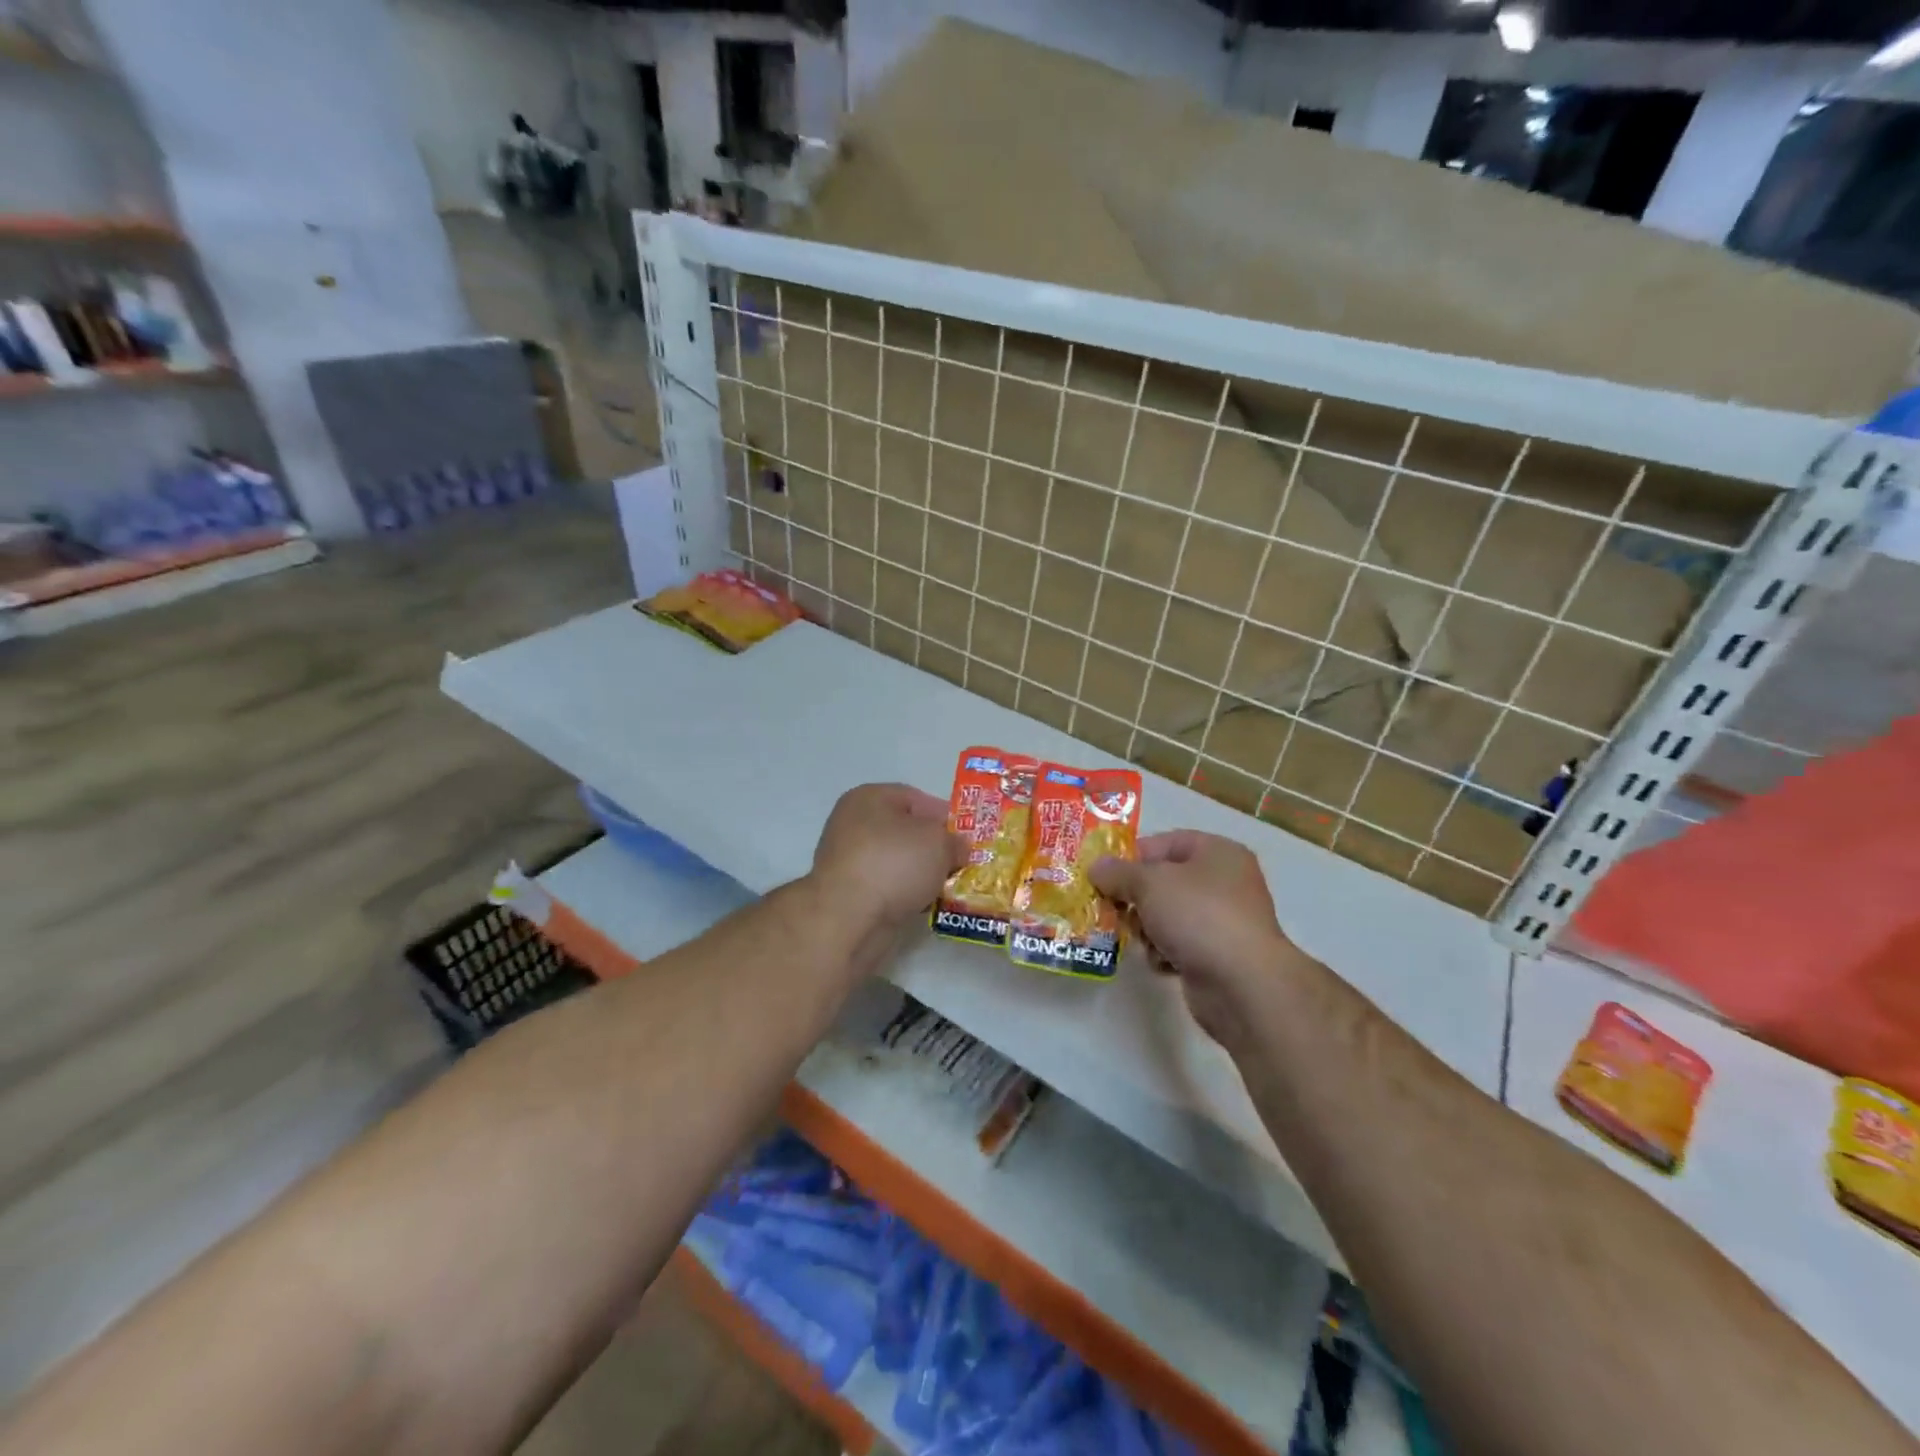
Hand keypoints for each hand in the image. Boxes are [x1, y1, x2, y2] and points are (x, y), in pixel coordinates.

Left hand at [810, 783, 964, 935]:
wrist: (849, 919)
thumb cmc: (894, 864)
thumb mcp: (940, 843)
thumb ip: (955, 841)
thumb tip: (957, 848)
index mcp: (869, 797)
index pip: (916, 799)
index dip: (945, 817)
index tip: (966, 838)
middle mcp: (852, 823)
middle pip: (905, 831)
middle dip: (934, 848)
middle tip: (960, 864)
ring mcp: (847, 859)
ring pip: (896, 861)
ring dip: (920, 874)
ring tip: (947, 887)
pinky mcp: (847, 892)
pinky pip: (886, 886)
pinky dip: (904, 893)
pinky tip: (923, 904)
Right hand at [1091, 830, 1304, 1049]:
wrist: (1242, 984)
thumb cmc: (1198, 916)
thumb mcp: (1149, 883)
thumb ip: (1118, 872)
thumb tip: (1096, 867)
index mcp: (1217, 852)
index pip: (1165, 842)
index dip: (1133, 856)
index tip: (1105, 874)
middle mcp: (1224, 882)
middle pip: (1164, 880)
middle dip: (1135, 896)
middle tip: (1112, 907)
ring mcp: (1223, 920)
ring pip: (1168, 914)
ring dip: (1147, 927)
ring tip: (1139, 938)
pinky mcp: (1218, 955)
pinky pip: (1179, 944)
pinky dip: (1165, 951)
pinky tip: (1161, 962)